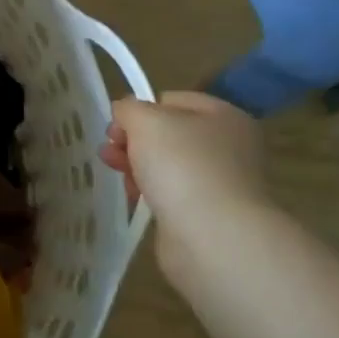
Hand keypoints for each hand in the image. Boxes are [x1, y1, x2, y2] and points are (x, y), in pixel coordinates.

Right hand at [102, 92, 274, 283]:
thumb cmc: (182, 165)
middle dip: (133, 140)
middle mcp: (229, 146)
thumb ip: (129, 108)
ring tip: (116, 175)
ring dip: (138, 166)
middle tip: (109, 151)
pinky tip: (135, 198)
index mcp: (224, 115)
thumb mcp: (146, 120)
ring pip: (167, 165)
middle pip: (168, 134)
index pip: (172, 100)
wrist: (212, 236)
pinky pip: (172, 194)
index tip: (116, 127)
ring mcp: (220, 182)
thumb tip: (125, 113)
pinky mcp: (208, 214)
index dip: (140, 109)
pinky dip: (151, 193)